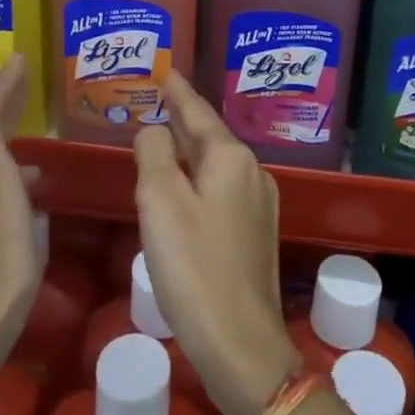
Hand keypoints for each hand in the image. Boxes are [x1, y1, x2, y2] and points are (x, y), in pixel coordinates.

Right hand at [133, 74, 300, 414]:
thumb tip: (155, 129)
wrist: (242, 344)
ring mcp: (260, 204)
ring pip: (217, 163)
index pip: (198, 111)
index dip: (178, 91)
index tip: (165, 69)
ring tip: (164, 137)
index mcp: (231, 158)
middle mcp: (252, 172)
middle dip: (183, 118)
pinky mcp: (256, 233)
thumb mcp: (160, 203)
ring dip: (190, 149)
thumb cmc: (194, 268)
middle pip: (210, 135)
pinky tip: (183, 187)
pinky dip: (199, 177)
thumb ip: (154, 154)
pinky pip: (222, 188)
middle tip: (157, 99)